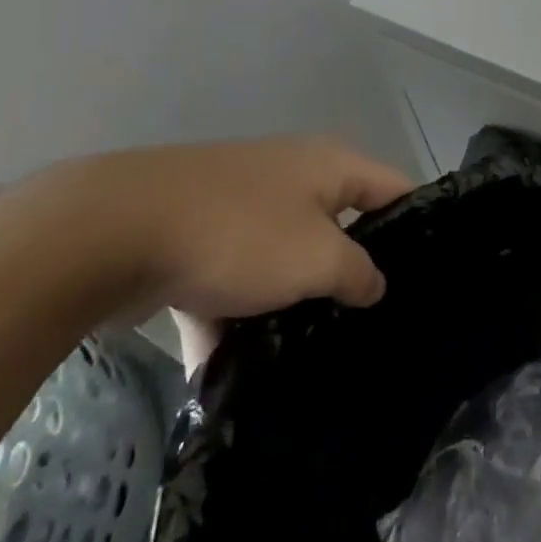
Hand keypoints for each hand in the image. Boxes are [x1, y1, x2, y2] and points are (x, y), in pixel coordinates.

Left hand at [32, 136, 413, 324]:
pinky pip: (230, 282)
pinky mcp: (194, 239)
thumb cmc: (239, 234)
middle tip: (373, 324)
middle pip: (339, 226)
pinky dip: (232, 320)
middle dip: (351, 274)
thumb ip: (357, 273)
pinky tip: (233, 376)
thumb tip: (373, 284)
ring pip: (282, 259)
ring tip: (309, 357)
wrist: (110, 233)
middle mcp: (291, 177)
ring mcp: (240, 206)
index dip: (417, 225)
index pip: (395, 188)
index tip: (430, 276)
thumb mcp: (316, 258)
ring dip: (290, 304)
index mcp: (329, 165)